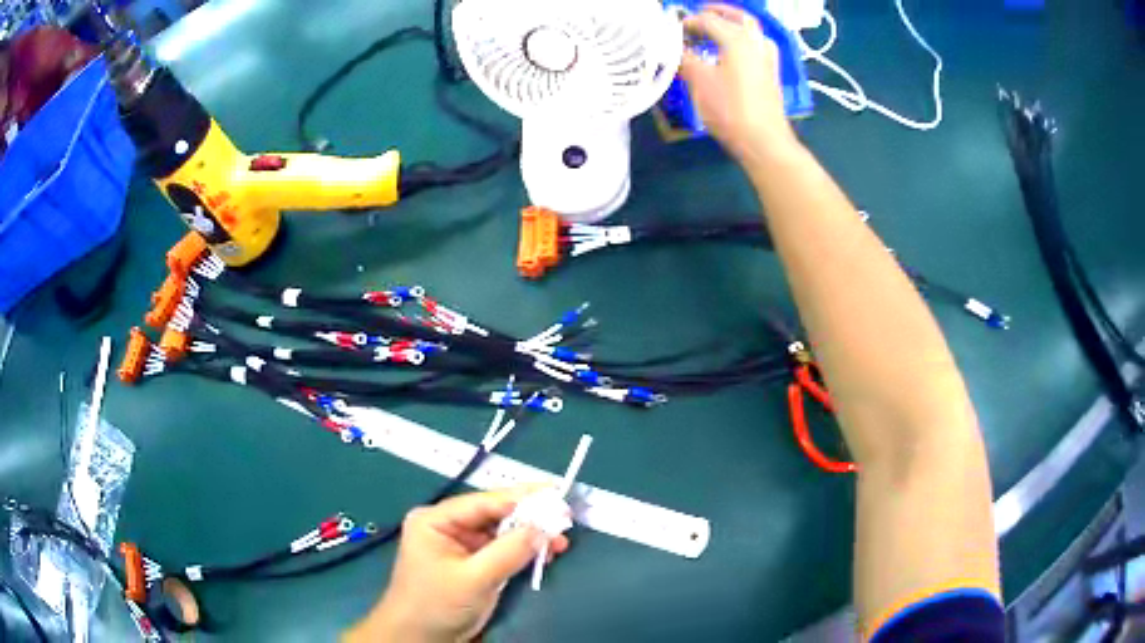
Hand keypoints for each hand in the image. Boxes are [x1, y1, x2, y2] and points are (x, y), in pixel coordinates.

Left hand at [346, 488, 570, 642]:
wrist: (420, 638)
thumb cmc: (437, 604)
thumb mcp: (474, 578)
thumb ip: (508, 551)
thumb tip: (543, 526)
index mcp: (436, 519)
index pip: (483, 501)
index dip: (521, 497)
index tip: (556, 493)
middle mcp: (448, 526)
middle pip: (494, 514)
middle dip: (530, 517)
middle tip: (565, 516)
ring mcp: (460, 546)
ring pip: (502, 532)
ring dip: (530, 536)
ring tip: (561, 539)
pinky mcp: (472, 564)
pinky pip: (502, 550)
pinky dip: (524, 551)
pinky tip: (546, 552)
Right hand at [678, 5, 798, 162]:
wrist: (763, 141)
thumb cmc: (730, 110)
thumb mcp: (699, 81)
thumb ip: (684, 58)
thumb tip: (673, 47)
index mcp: (737, 39)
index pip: (708, 20)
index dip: (688, 22)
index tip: (672, 31)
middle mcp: (755, 42)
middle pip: (738, 17)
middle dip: (717, 12)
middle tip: (699, 14)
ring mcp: (767, 58)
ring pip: (752, 30)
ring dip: (733, 25)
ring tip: (715, 31)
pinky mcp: (772, 74)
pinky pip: (757, 46)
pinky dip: (743, 40)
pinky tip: (733, 52)